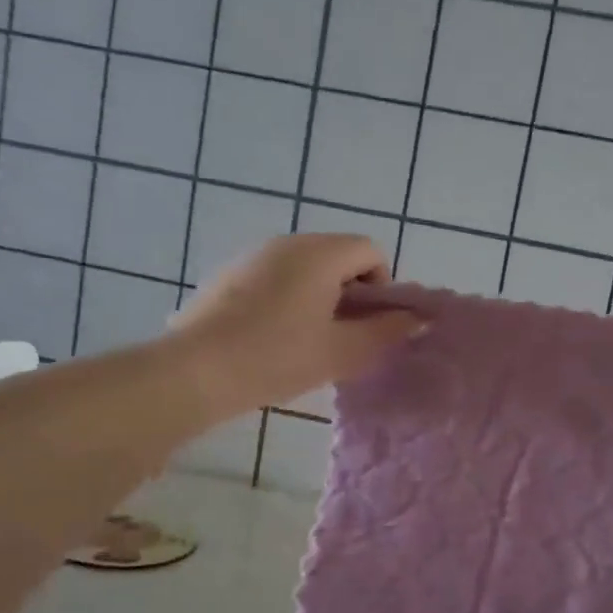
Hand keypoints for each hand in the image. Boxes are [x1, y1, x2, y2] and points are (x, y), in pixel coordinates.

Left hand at [172, 235, 421, 418]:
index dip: (382, 286)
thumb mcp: (342, 351)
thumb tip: (416, 319)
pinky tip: (272, 337)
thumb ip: (385, 332)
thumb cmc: (278, 357)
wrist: (196, 371)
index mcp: (320, 253)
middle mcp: (287, 242)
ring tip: (308, 339)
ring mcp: (252, 255)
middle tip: (343, 336)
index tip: (368, 324)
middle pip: (338, 255)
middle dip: (351, 292)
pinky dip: (288, 297)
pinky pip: (274, 276)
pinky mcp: (227, 275)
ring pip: (304, 267)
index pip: (371, 250)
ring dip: (320, 296)